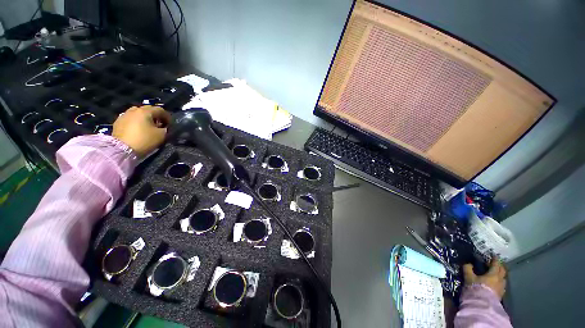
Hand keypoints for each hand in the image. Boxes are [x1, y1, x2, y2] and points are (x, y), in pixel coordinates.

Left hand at [113, 106, 170, 155]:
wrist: (122, 149)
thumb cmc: (144, 140)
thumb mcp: (161, 135)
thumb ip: (166, 128)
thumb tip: (165, 127)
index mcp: (145, 111)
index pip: (160, 110)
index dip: (167, 117)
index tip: (170, 125)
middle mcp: (134, 110)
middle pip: (148, 110)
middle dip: (156, 117)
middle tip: (160, 125)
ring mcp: (124, 115)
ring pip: (138, 114)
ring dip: (145, 119)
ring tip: (148, 127)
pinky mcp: (118, 122)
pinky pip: (131, 119)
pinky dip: (136, 122)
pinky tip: (138, 130)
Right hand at [463, 258, 506, 299]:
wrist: (481, 304)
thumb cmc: (476, 288)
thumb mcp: (469, 277)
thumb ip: (468, 269)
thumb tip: (468, 263)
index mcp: (493, 274)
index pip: (496, 264)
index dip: (494, 259)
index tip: (493, 255)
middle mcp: (500, 280)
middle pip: (502, 271)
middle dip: (499, 266)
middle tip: (495, 263)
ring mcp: (501, 288)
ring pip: (503, 278)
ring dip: (500, 275)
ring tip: (495, 274)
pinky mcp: (500, 294)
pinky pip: (501, 285)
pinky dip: (499, 282)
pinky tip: (495, 283)